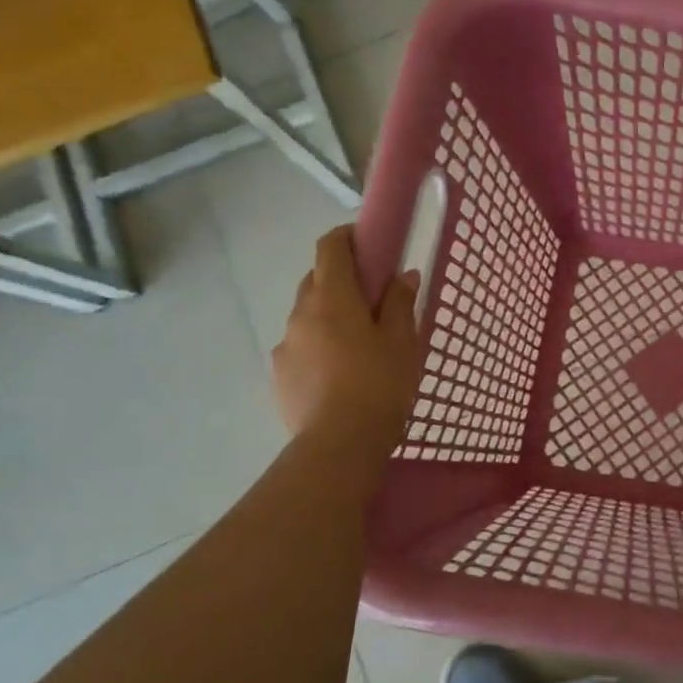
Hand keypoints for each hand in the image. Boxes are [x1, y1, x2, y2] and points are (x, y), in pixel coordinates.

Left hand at [272, 226, 420, 452]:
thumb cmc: (380, 385)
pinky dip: (317, 347)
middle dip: (340, 280)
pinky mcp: (278, 376)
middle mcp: (300, 314)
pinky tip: (338, 374)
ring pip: (306, 316)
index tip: (367, 243)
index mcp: (332, 298)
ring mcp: (285, 346)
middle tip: (371, 300)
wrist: (340, 445)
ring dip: (328, 316)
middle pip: (315, 280)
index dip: (346, 237)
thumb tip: (404, 276)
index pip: (329, 248)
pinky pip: (299, 347)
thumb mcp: (403, 342)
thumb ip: (401, 303)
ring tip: (356, 345)